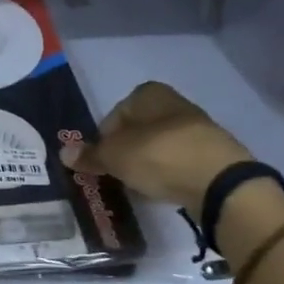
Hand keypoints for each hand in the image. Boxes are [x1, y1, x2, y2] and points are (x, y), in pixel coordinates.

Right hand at [60, 81, 253, 209]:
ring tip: (138, 186)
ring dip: (146, 164)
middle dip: (125, 152)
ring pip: (157, 147)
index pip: (114, 115)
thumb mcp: (115, 156)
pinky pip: (178, 163)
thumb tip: (63, 153)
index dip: (103, 139)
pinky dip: (167, 174)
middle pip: (137, 130)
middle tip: (116, 176)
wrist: (220, 181)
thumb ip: (90, 155)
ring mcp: (196, 128)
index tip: (101, 162)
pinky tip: (162, 190)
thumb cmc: (159, 156)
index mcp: (149, 93)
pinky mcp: (211, 154)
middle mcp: (173, 103)